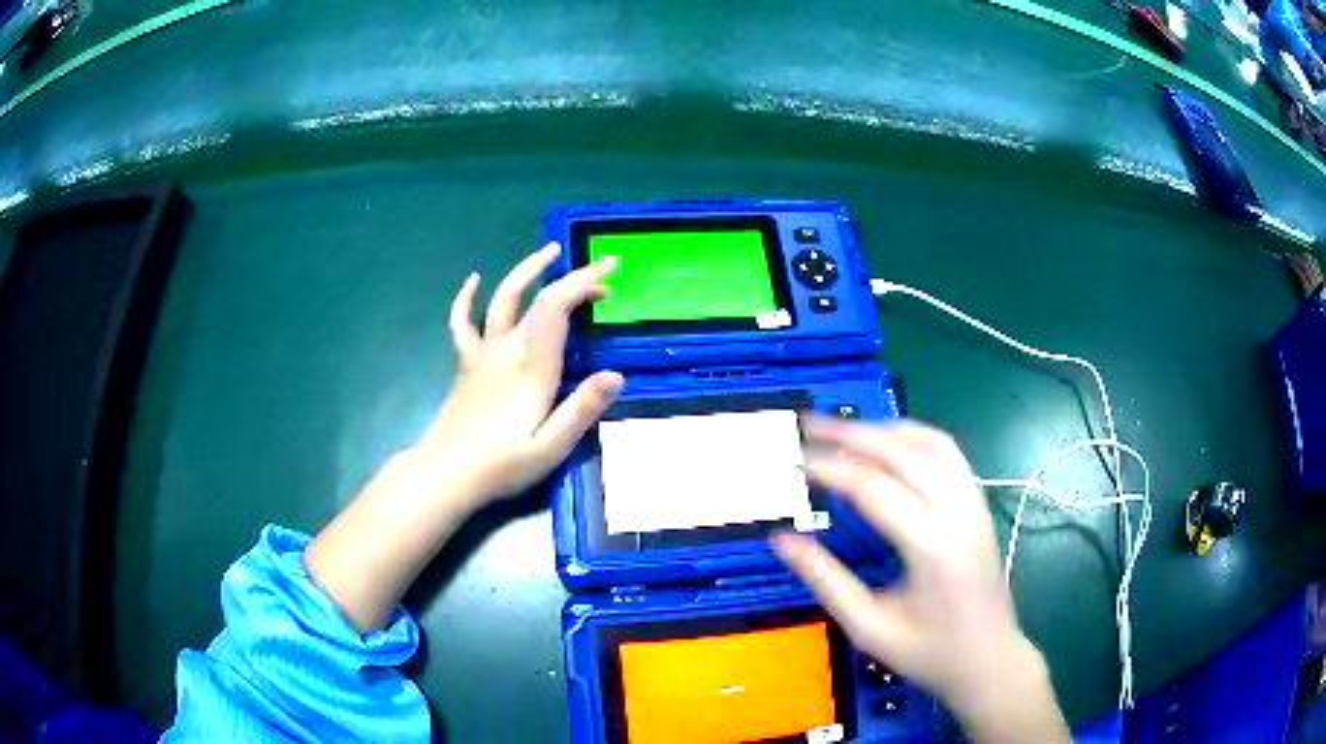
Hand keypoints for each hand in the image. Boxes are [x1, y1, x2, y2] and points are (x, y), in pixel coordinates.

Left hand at [306, 244, 622, 632]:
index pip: (556, 306)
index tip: (611, 272)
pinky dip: (466, 298)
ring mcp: (482, 354)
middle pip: (534, 295)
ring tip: (549, 252)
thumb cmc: (501, 465)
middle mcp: (506, 349)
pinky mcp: (466, 364)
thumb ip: (581, 410)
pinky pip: (463, 323)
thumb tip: (615, 375)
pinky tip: (473, 280)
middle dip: (567, 274)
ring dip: (525, 270)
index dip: (583, 281)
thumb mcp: (550, 447)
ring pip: (501, 299)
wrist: (446, 474)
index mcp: (531, 366)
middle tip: (597, 267)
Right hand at [771, 418, 1068, 742]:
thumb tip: (782, 540)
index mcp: (933, 546)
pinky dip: (913, 437)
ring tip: (844, 430)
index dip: (829, 469)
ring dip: (885, 429)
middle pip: (903, 453)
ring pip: (930, 443)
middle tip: (809, 426)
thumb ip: (825, 580)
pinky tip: (888, 443)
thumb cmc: (929, 652)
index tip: (792, 463)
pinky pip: (947, 454)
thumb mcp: (869, 627)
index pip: (873, 488)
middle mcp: (958, 512)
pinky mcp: (978, 504)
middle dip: (852, 434)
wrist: (989, 659)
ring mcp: (974, 503)